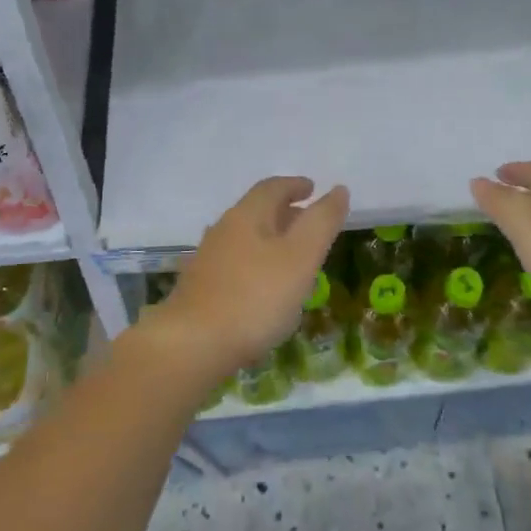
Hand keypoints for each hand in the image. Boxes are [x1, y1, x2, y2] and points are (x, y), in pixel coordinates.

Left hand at [154, 177, 349, 379]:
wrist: (191, 345)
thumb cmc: (254, 297)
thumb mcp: (301, 257)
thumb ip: (322, 222)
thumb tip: (339, 189)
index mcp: (247, 215)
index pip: (273, 187)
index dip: (295, 185)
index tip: (313, 189)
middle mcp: (223, 229)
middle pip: (257, 210)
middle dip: (285, 212)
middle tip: (309, 222)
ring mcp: (208, 260)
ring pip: (245, 238)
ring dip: (270, 240)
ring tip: (292, 257)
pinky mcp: (200, 288)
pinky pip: (235, 264)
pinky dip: (256, 265)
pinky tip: (264, 288)